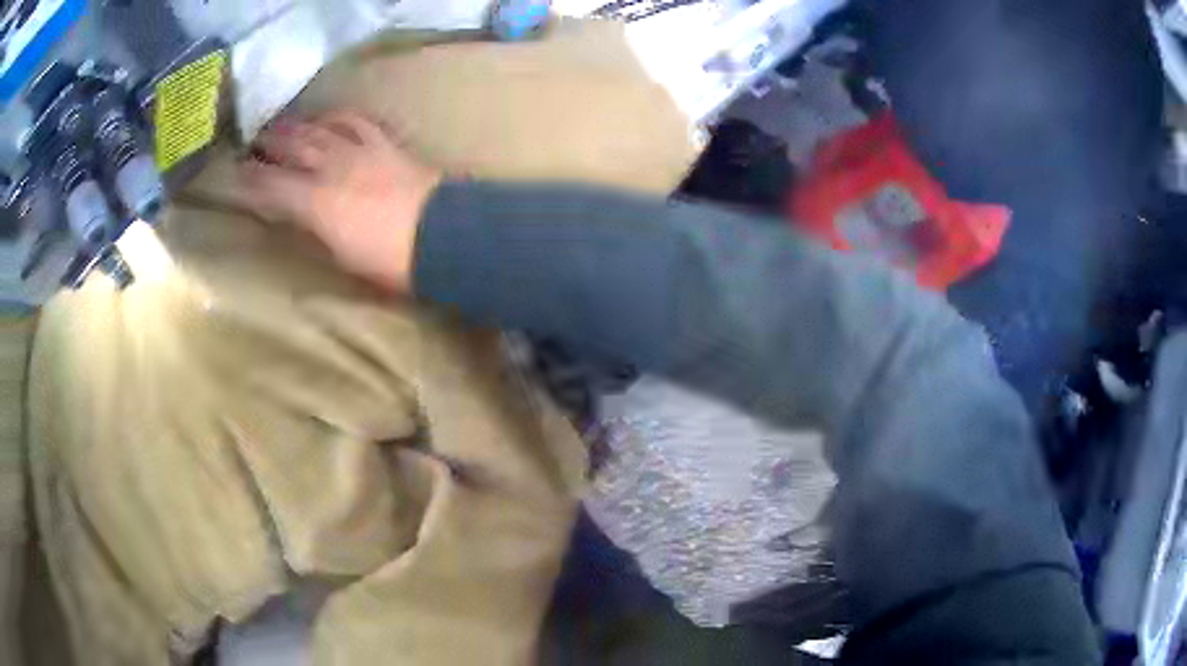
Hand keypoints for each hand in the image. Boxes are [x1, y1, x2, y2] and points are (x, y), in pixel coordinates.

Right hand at [236, 110, 442, 293]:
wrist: (444, 236)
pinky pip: (357, 122)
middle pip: (292, 147)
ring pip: (319, 130)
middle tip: (251, 140)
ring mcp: (360, 151)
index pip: (270, 185)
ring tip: (280, 124)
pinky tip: (329, 117)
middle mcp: (331, 168)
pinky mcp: (386, 144)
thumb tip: (296, 217)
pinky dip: (338, 118)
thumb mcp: (341, 256)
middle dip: (268, 143)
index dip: (249, 179)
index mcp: (315, 203)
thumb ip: (314, 230)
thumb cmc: (390, 262)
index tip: (233, 174)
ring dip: (297, 126)